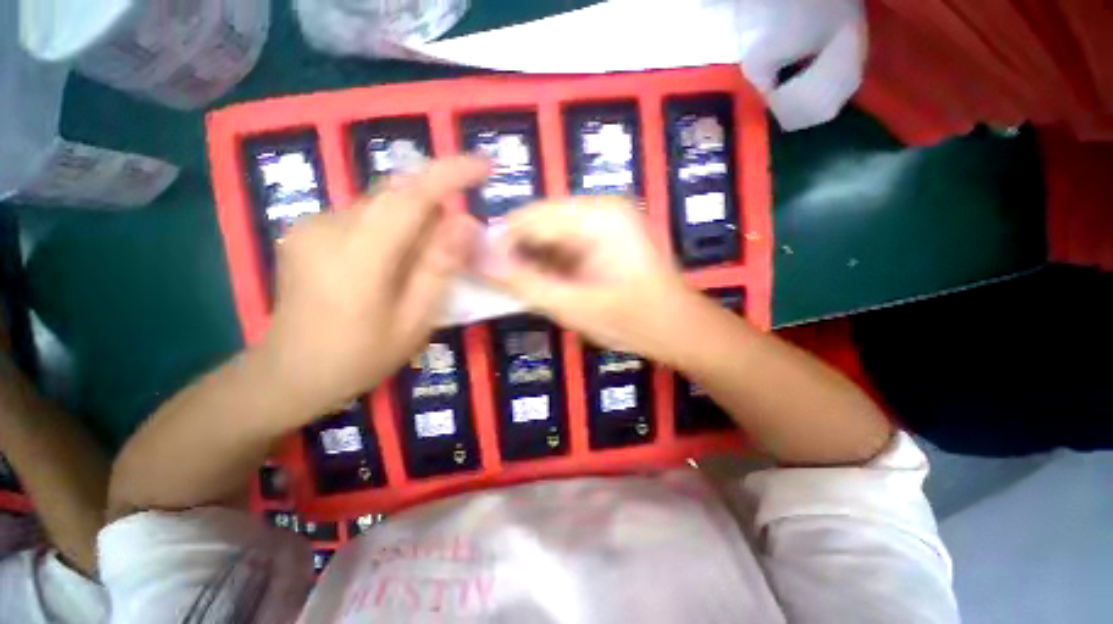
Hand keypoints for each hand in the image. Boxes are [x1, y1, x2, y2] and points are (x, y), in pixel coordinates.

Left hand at [261, 156, 487, 413]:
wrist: (289, 374)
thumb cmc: (360, 356)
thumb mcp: (414, 321)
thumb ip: (439, 268)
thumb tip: (466, 222)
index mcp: (357, 257)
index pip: (410, 196)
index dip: (450, 174)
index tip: (484, 165)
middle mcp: (328, 226)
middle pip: (396, 194)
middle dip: (438, 205)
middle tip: (460, 241)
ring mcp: (311, 224)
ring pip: (382, 203)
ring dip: (416, 221)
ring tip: (425, 262)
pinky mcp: (307, 229)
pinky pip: (365, 214)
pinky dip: (394, 227)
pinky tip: (395, 262)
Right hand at [482, 196, 704, 362]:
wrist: (680, 330)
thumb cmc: (634, 320)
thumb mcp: (574, 305)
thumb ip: (524, 282)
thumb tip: (477, 259)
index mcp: (598, 215)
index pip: (529, 217)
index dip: (501, 245)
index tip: (484, 275)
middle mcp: (601, 207)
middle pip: (539, 224)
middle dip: (520, 256)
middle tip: (508, 289)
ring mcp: (605, 221)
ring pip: (550, 236)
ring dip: (535, 263)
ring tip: (529, 292)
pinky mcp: (605, 237)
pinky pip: (565, 245)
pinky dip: (551, 265)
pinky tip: (550, 286)